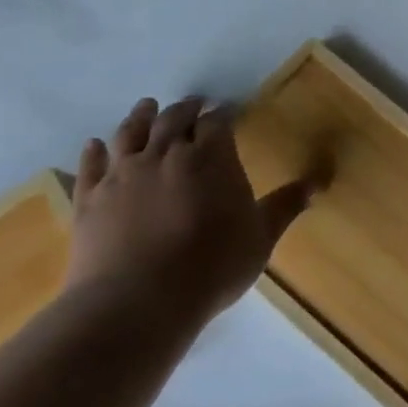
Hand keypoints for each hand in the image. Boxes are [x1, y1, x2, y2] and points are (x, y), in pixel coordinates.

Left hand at [67, 96, 310, 328]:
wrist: (137, 302)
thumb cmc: (212, 267)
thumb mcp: (260, 237)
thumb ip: (285, 205)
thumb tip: (318, 183)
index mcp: (211, 157)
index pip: (218, 122)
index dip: (223, 114)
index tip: (228, 110)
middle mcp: (166, 154)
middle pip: (175, 119)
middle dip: (186, 108)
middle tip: (193, 104)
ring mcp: (123, 174)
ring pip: (130, 133)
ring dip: (141, 116)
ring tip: (147, 107)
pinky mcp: (90, 198)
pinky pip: (90, 165)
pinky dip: (94, 151)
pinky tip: (94, 145)